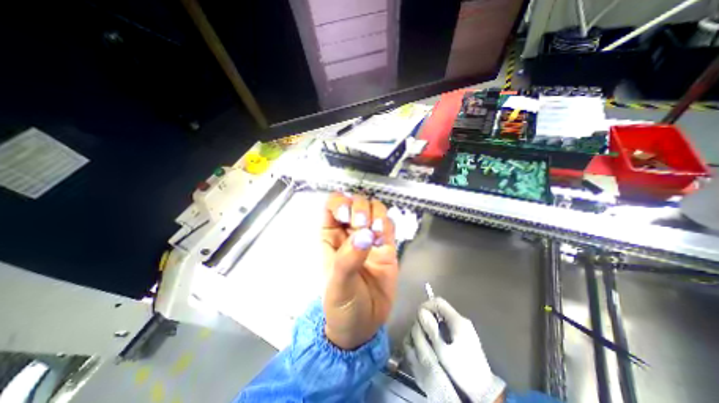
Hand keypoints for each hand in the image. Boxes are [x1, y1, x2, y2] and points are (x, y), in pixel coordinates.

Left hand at [325, 192, 401, 349]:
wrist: (363, 326)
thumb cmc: (340, 305)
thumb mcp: (337, 284)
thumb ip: (348, 259)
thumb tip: (365, 235)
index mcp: (331, 236)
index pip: (332, 205)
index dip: (339, 202)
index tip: (346, 214)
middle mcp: (350, 232)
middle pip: (356, 202)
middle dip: (360, 207)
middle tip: (362, 224)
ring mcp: (369, 237)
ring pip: (374, 209)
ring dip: (376, 213)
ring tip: (376, 232)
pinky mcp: (386, 246)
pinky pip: (388, 225)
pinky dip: (387, 224)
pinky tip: (384, 236)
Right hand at [411, 297, 504, 402]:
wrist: (484, 391)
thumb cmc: (462, 370)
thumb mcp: (443, 351)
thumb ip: (431, 330)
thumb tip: (420, 311)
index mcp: (458, 320)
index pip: (438, 302)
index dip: (426, 305)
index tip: (418, 317)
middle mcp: (461, 320)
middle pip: (440, 308)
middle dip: (428, 315)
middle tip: (420, 328)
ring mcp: (463, 328)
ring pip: (442, 317)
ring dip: (432, 323)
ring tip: (425, 335)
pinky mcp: (463, 336)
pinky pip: (446, 325)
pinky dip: (438, 329)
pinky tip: (434, 341)